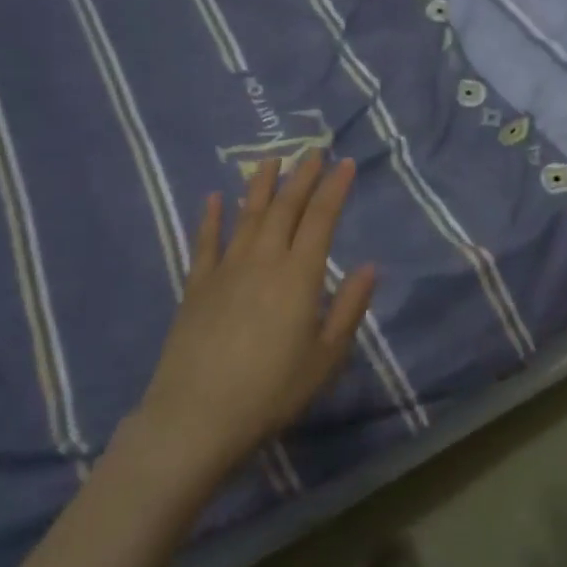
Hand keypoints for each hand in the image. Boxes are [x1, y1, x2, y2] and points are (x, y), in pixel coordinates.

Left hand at [131, 153, 374, 487]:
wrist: (197, 416)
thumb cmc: (272, 391)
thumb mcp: (325, 357)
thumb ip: (349, 308)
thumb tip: (369, 267)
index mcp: (299, 275)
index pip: (321, 218)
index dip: (335, 188)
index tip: (345, 163)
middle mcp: (264, 260)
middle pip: (285, 207)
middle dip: (302, 176)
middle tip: (313, 150)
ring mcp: (226, 269)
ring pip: (248, 215)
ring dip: (261, 185)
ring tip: (272, 160)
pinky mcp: (197, 286)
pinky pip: (206, 242)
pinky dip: (211, 217)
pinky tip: (215, 197)